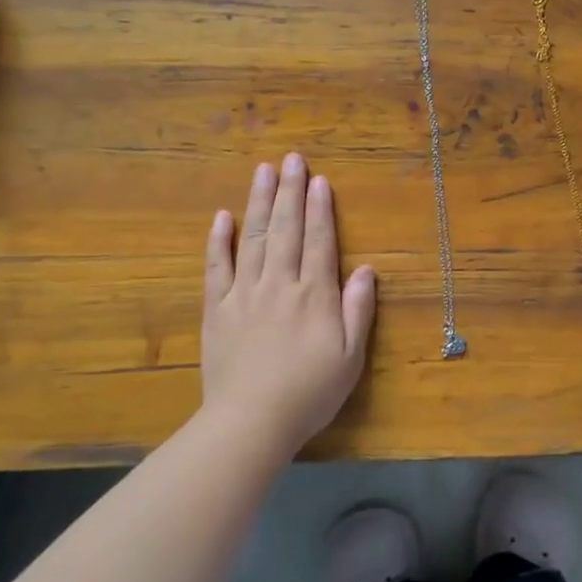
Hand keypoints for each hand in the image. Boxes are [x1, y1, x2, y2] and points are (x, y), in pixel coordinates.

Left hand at [201, 153, 376, 449]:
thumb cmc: (309, 393)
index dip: (320, 209)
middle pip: (286, 229)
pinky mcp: (217, 308)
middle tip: (292, 159)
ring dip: (259, 202)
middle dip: (290, 191)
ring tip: (263, 171)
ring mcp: (244, 293)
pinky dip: (219, 240)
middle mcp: (280, 284)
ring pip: (253, 238)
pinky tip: (222, 216)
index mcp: (314, 295)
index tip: (319, 180)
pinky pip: (217, 267)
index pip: (319, 241)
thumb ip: (358, 310)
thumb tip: (365, 269)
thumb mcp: (350, 357)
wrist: (251, 421)